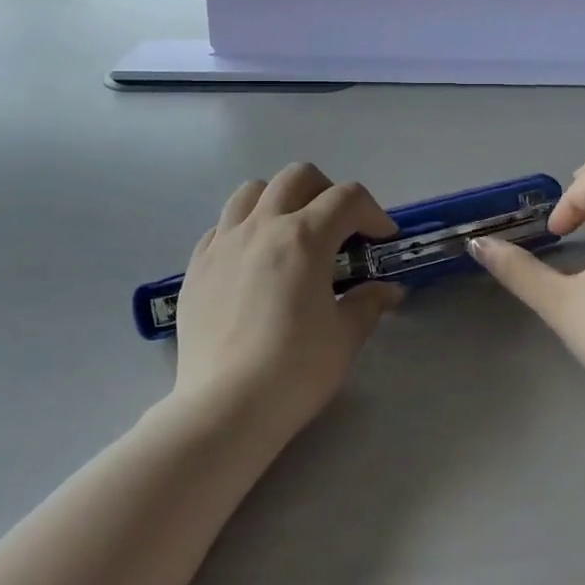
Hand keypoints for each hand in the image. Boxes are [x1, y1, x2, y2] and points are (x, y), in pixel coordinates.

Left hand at [174, 163, 404, 435]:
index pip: (347, 198)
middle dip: (327, 192)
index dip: (373, 212)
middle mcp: (261, 227)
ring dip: (280, 200)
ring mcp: (223, 243)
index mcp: (304, 238)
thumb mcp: (346, 336)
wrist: (225, 407)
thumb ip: (369, 303)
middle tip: (340, 227)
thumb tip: (388, 290)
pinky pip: (222, 226)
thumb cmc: (295, 370)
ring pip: (252, 191)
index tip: (383, 239)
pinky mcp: (197, 266)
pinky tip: (253, 262)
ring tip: (291, 233)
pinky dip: (244, 229)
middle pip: (297, 177)